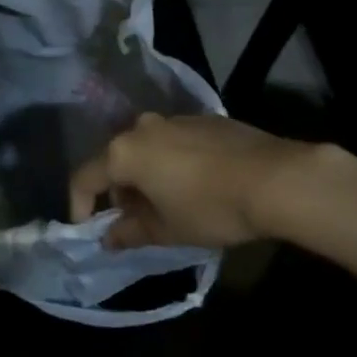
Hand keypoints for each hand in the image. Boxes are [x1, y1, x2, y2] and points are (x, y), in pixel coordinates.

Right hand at [68, 114, 356, 249]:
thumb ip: (131, 232)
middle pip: (116, 161)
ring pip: (146, 149)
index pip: (84, 178)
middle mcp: (142, 127)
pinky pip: (174, 142)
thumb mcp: (168, 230)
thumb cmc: (211, 208)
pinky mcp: (203, 118)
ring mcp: (174, 118)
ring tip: (169, 205)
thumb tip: (109, 237)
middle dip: (120, 193)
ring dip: (147, 176)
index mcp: (124, 153)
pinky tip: (198, 185)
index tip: (89, 229)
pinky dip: (172, 163)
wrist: (276, 178)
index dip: (80, 206)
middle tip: (136, 222)